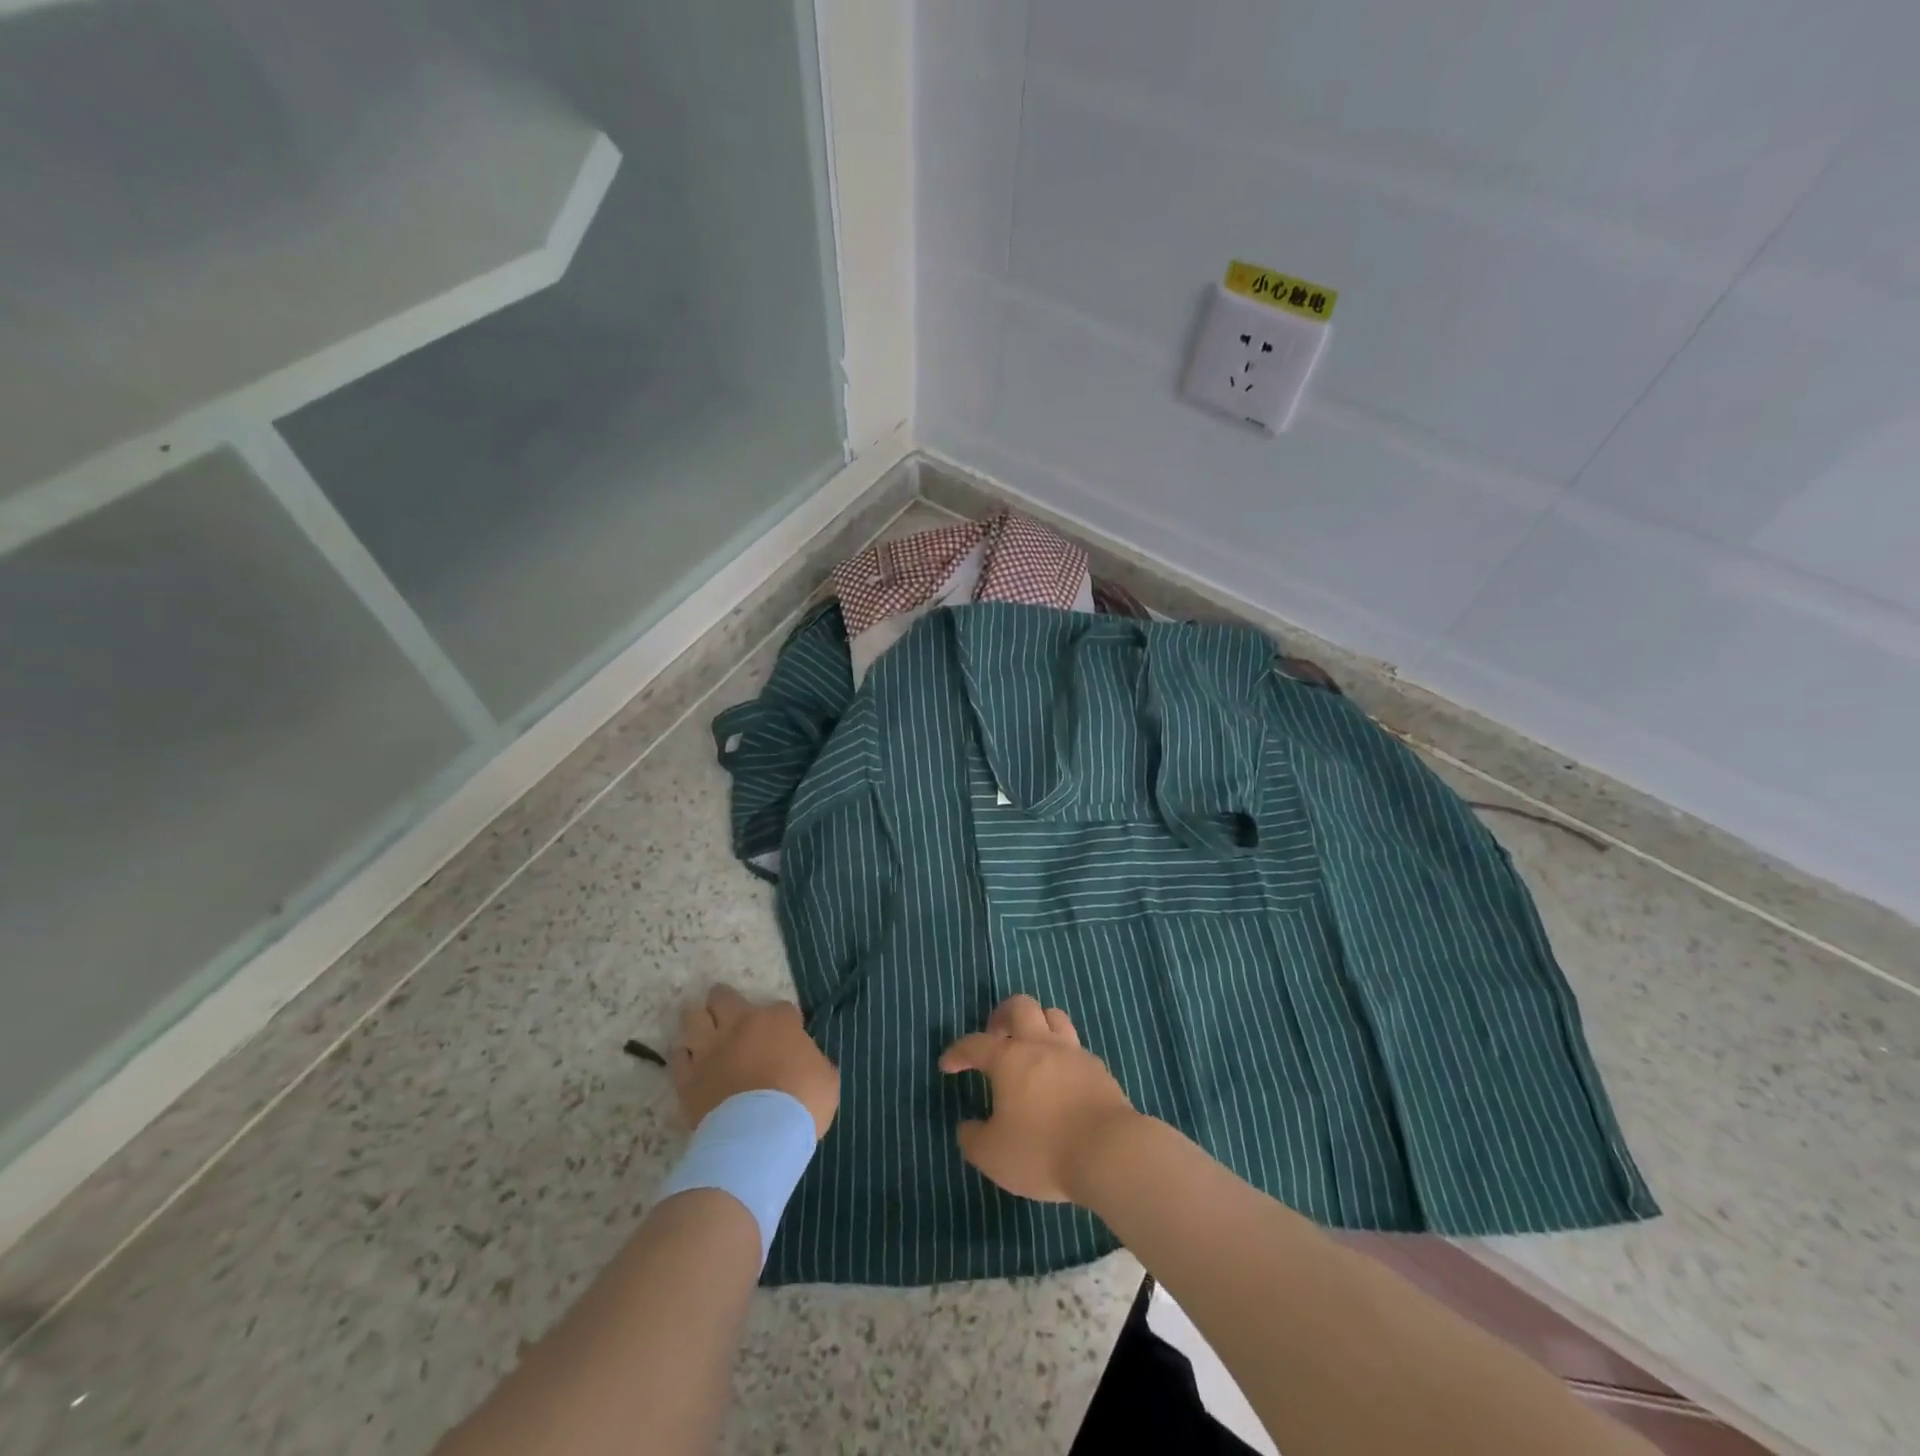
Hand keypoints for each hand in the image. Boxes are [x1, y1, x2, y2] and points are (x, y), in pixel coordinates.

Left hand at [671, 985, 839, 1139]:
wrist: (759, 1136)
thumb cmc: (801, 1103)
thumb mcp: (826, 1078)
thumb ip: (813, 1062)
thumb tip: (806, 1064)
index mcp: (776, 1021)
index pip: (782, 1008)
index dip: (785, 1022)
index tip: (788, 1036)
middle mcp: (739, 1025)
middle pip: (723, 997)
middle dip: (724, 1000)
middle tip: (728, 1010)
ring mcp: (709, 1049)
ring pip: (693, 1017)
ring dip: (698, 1020)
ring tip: (702, 1026)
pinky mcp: (688, 1077)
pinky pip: (678, 1056)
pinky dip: (685, 1056)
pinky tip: (690, 1061)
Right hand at [939, 994, 1140, 1202]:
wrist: (1110, 1152)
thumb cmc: (1043, 1150)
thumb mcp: (993, 1156)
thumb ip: (973, 1139)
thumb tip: (968, 1126)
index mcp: (1010, 1059)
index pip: (975, 1044)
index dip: (958, 1052)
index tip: (948, 1065)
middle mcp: (1041, 1045)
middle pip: (1021, 1007)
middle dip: (1002, 1014)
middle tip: (995, 1034)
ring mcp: (1073, 1053)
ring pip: (1054, 1017)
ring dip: (1037, 1023)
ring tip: (1030, 1045)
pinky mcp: (1098, 1069)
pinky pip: (1075, 1047)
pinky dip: (1062, 1053)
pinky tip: (1059, 1076)